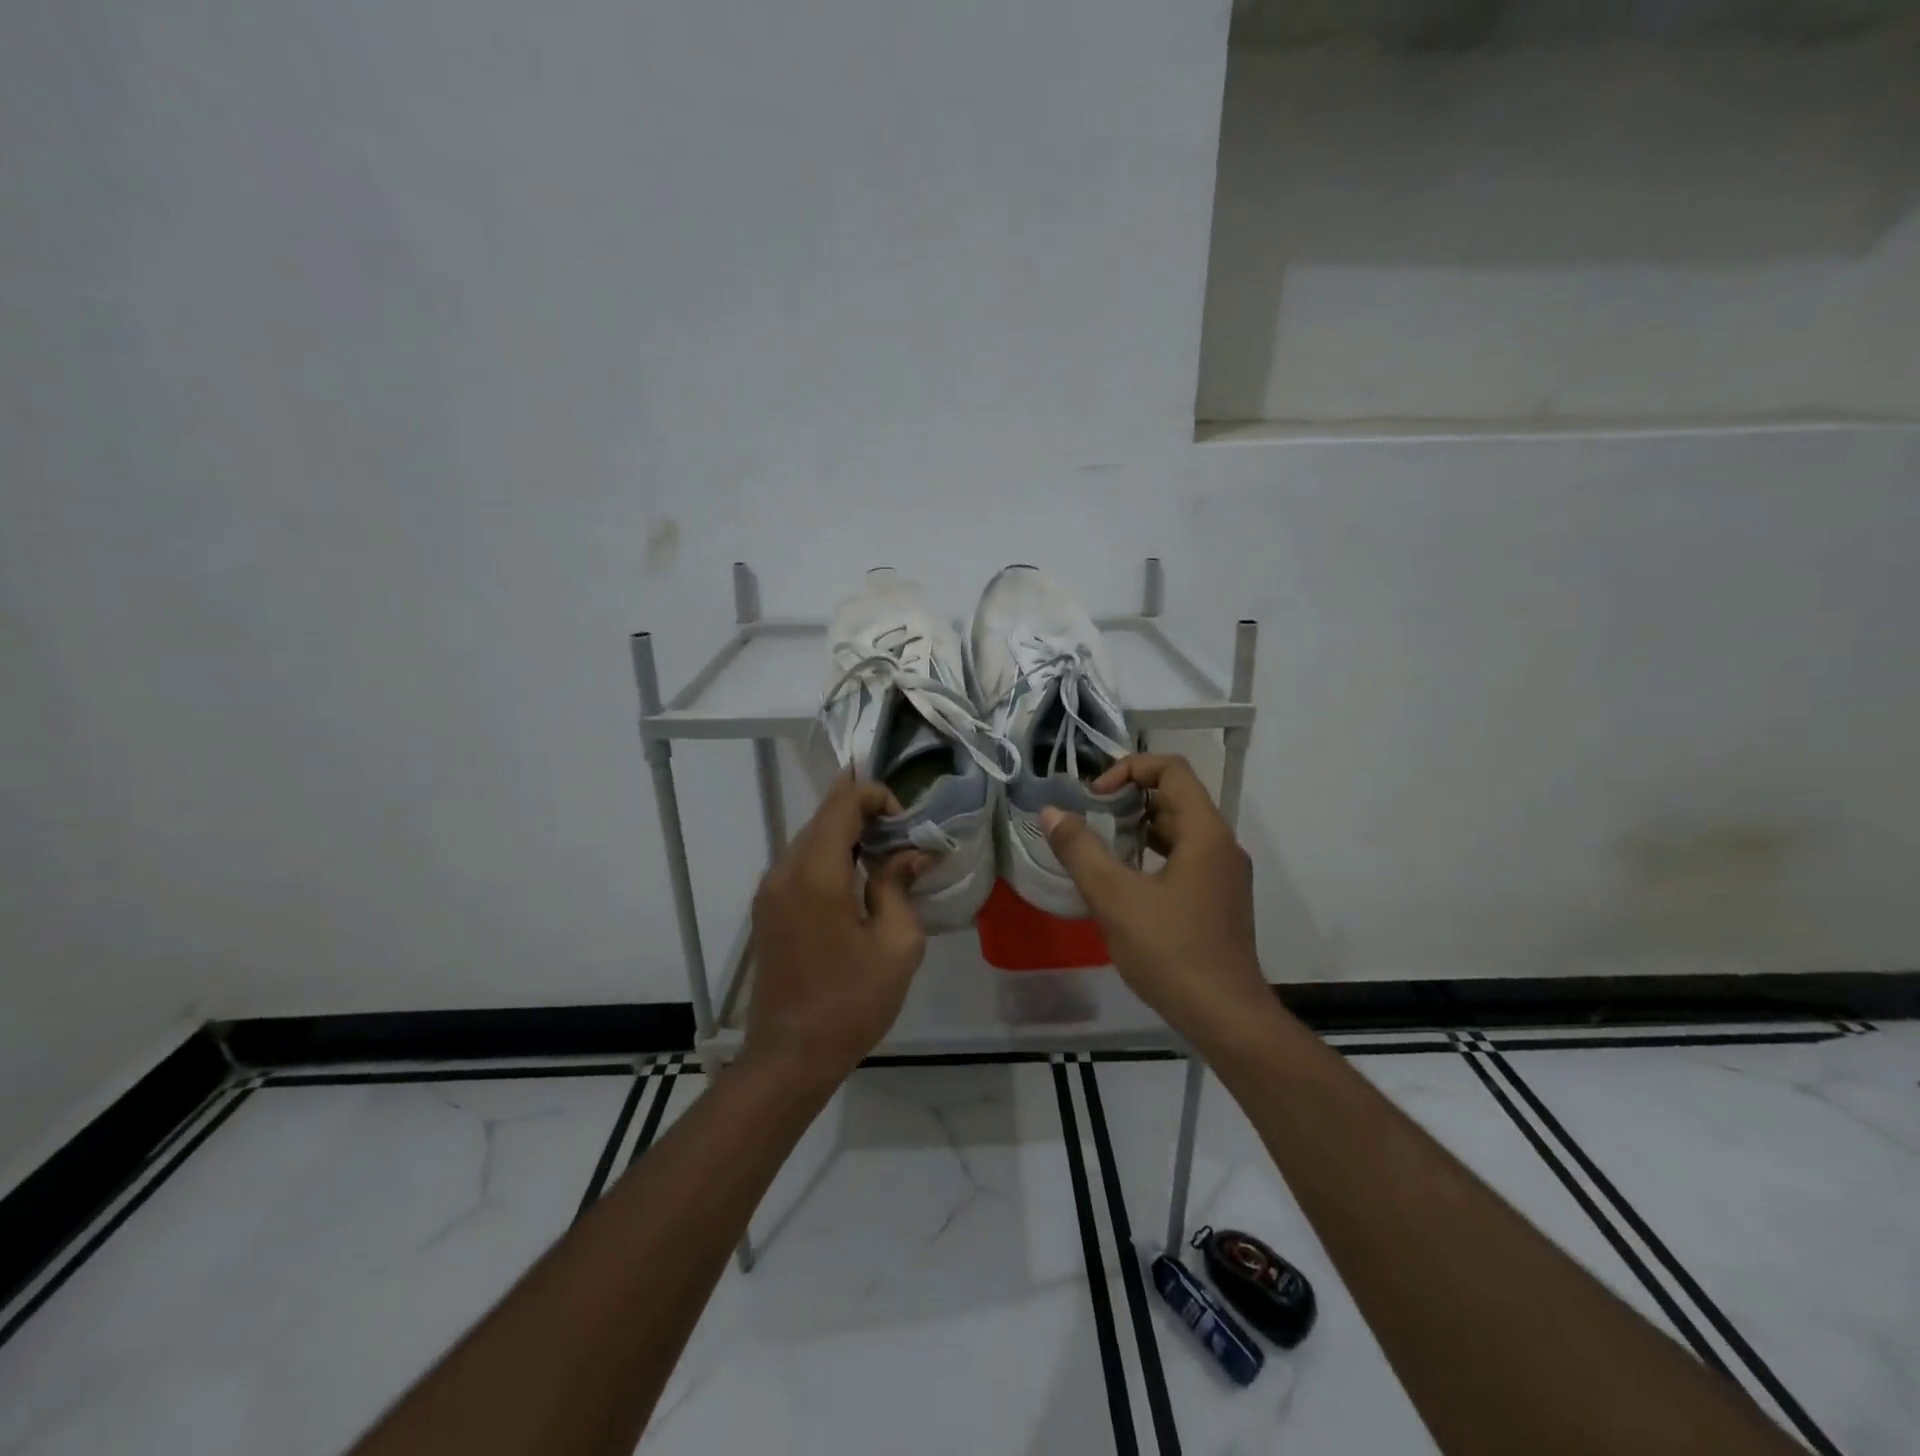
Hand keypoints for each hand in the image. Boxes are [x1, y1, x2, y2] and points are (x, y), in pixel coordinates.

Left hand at [743, 772, 929, 1089]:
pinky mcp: (766, 909)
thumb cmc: (851, 1003)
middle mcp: (784, 871)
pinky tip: (856, 878)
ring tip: (885, 853)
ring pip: (809, 837)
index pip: (842, 803)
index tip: (906, 822)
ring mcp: (769, 890)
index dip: (876, 795)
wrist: (790, 1057)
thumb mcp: (897, 945)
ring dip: (846, 834)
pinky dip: (829, 855)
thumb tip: (911, 853)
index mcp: (817, 874)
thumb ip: (901, 886)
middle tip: (903, 833)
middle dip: (864, 812)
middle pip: (823, 816)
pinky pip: (799, 863)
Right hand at [1040, 754, 1269, 1040]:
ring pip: (1179, 830)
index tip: (1095, 797)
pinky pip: (1184, 857)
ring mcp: (1224, 874)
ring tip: (1100, 846)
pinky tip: (1123, 881)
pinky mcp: (1219, 899)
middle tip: (1091, 819)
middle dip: (1129, 798)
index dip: (1129, 769)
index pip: (1172, 770)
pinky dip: (1152, 854)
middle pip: (1176, 797)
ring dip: (1139, 827)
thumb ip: (1079, 850)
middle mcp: (1221, 845)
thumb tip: (1051, 812)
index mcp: (1205, 833)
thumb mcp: (1114, 898)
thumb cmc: (1170, 951)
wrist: (1225, 1017)